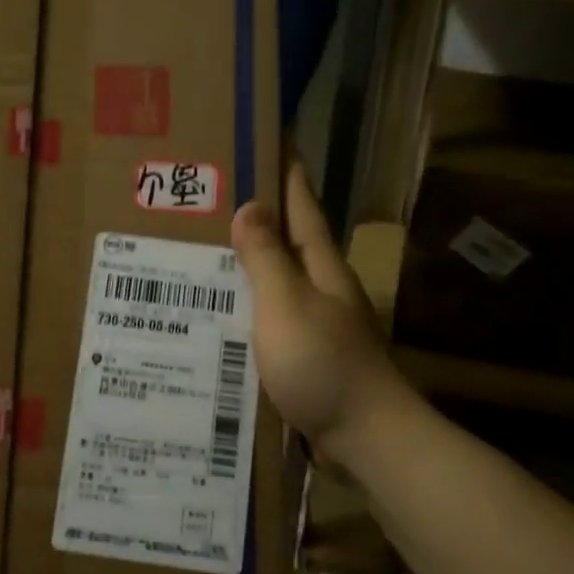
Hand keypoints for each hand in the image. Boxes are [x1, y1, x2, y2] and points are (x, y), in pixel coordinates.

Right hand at [231, 160, 408, 461]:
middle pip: (289, 237)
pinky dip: (249, 301)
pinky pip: (272, 312)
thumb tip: (250, 205)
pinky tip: (224, 309)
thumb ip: (267, 258)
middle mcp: (322, 286)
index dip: (287, 172)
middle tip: (215, 190)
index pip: (302, 205)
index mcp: (321, 266)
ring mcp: (317, 320)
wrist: (365, 436)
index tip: (271, 137)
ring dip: (251, 258)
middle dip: (260, 211)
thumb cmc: (323, 365)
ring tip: (207, 245)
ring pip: (278, 276)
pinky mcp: (307, 352)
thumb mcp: (287, 306)